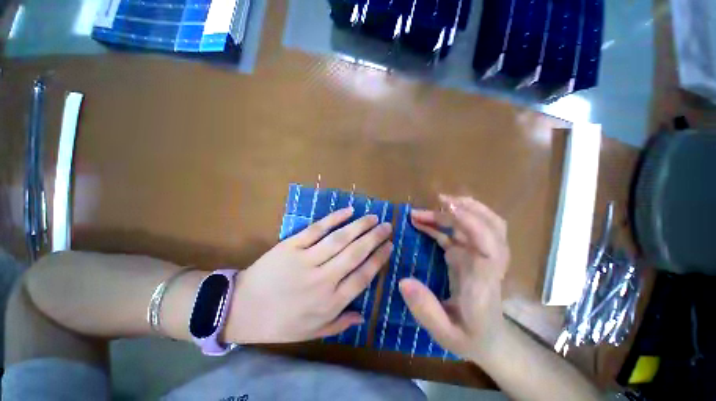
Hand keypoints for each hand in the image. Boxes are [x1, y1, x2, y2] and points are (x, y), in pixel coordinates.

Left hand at [226, 207, 392, 343]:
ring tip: (373, 217)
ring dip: (360, 226)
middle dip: (375, 237)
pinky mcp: (291, 245)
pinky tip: (348, 211)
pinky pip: (317, 229)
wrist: (241, 308)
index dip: (379, 259)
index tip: (389, 246)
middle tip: (387, 226)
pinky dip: (334, 218)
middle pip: (356, 253)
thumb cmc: (279, 323)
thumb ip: (340, 323)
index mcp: (330, 302)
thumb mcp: (312, 332)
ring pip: (340, 239)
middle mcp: (323, 280)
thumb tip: (363, 316)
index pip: (363, 276)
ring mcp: (306, 260)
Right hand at [399, 195, 509, 360]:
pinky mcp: (468, 255)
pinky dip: (441, 223)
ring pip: (477, 224)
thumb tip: (403, 281)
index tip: (448, 208)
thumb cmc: (470, 338)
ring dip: (452, 212)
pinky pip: (457, 233)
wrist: (489, 342)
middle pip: (491, 225)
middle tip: (438, 201)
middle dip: (466, 208)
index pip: (489, 245)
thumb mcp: (445, 334)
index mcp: (484, 280)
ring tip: (420, 212)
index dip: (473, 222)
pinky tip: (421, 222)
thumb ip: (426, 310)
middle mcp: (486, 262)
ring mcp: (478, 256)